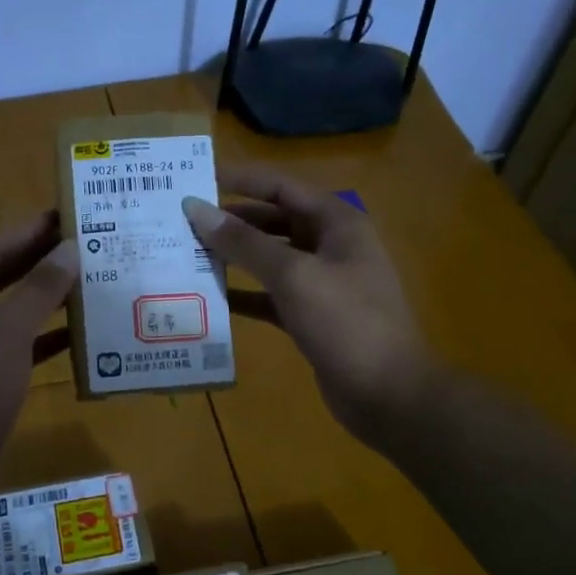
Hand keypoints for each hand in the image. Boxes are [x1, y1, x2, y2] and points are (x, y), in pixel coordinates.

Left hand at [0, 211, 78, 489]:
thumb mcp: (7, 332)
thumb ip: (40, 288)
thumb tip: (69, 248)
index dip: (33, 231)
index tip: (70, 214)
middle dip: (41, 264)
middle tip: (88, 245)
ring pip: (7, 313)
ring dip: (45, 302)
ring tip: (91, 283)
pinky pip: (10, 348)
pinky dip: (40, 341)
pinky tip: (78, 336)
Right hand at [183, 164, 434, 451]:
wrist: (390, 394)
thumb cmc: (346, 322)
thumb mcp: (293, 275)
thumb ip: (244, 242)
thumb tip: (197, 208)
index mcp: (337, 223)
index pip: (282, 187)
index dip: (241, 180)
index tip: (198, 180)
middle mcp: (331, 246)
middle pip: (274, 221)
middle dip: (232, 221)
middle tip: (185, 222)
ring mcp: (323, 283)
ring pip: (271, 260)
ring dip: (235, 258)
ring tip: (189, 255)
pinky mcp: (313, 317)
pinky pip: (272, 296)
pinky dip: (245, 294)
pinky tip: (211, 298)